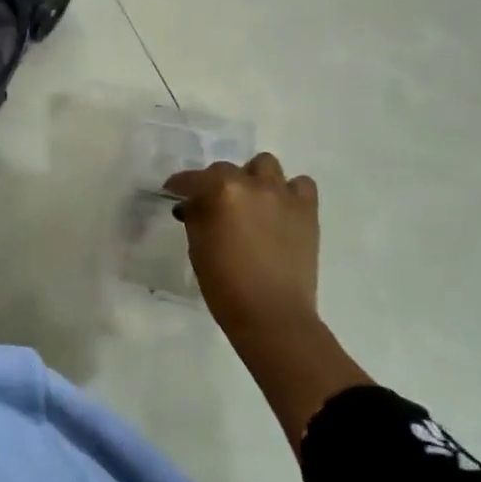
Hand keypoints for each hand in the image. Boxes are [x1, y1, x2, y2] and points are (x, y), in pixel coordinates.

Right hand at [166, 153, 366, 446]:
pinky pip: (301, 185)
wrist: (272, 316)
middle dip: (214, 183)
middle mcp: (253, 184)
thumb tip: (193, 204)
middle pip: (226, 169)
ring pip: (265, 165)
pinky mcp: (307, 210)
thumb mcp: (198, 248)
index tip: (173, 191)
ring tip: (250, 200)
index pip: (192, 179)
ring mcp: (283, 195)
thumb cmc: (225, 286)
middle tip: (212, 204)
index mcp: (221, 191)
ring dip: (253, 178)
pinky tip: (280, 208)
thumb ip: (196, 217)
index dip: (179, 184)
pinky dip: (289, 191)